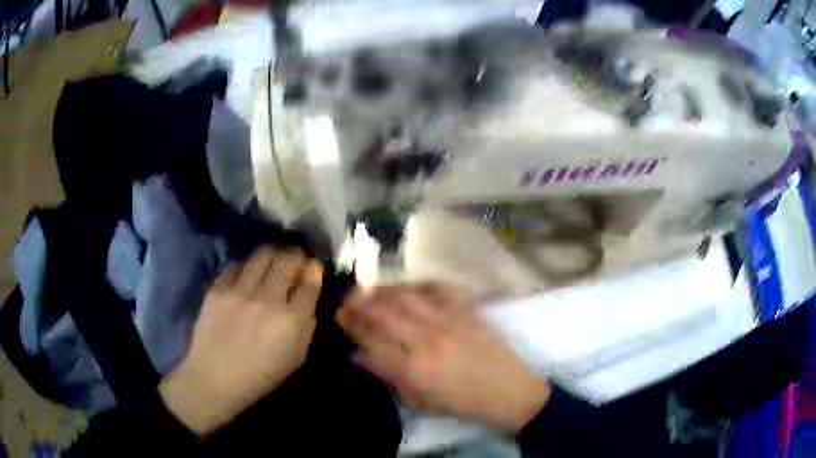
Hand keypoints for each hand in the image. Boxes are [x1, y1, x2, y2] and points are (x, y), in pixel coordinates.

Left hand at [159, 247, 322, 435]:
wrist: (215, 377)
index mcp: (291, 321)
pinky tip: (249, 274)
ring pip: (263, 253)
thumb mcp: (296, 356)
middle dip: (296, 255)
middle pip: (288, 258)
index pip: (310, 281)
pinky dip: (249, 265)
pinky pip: (239, 263)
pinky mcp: (219, 287)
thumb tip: (308, 290)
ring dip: (273, 254)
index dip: (314, 269)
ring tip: (273, 261)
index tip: (313, 267)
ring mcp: (240, 290)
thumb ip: (307, 322)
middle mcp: (267, 299)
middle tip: (294, 261)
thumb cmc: (261, 373)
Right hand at [336, 285, 549, 432]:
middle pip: (381, 316)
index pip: (369, 347)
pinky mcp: (466, 312)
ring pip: (404, 297)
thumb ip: (390, 380)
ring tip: (366, 290)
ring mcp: (448, 322)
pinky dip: (416, 285)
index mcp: (414, 370)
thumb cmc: (464, 405)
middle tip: (344, 304)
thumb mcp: (422, 404)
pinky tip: (405, 287)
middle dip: (357, 308)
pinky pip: (437, 290)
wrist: (510, 393)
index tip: (341, 329)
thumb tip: (363, 359)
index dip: (351, 336)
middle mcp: (426, 341)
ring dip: (380, 292)